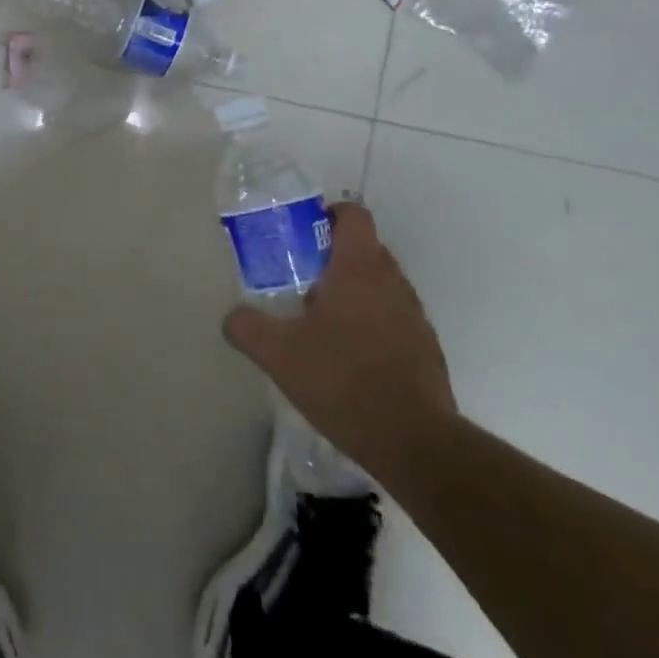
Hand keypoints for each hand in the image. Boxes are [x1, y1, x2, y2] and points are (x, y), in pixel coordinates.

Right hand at [223, 202, 457, 482]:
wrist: (414, 443)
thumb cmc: (343, 380)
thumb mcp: (278, 354)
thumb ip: (247, 327)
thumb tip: (232, 317)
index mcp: (359, 268)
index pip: (354, 214)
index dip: (329, 214)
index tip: (304, 234)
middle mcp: (392, 281)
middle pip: (365, 248)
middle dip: (333, 257)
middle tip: (300, 280)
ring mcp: (414, 315)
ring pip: (380, 284)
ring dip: (353, 291)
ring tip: (321, 322)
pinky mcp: (426, 347)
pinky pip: (394, 317)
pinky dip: (372, 322)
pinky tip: (349, 357)